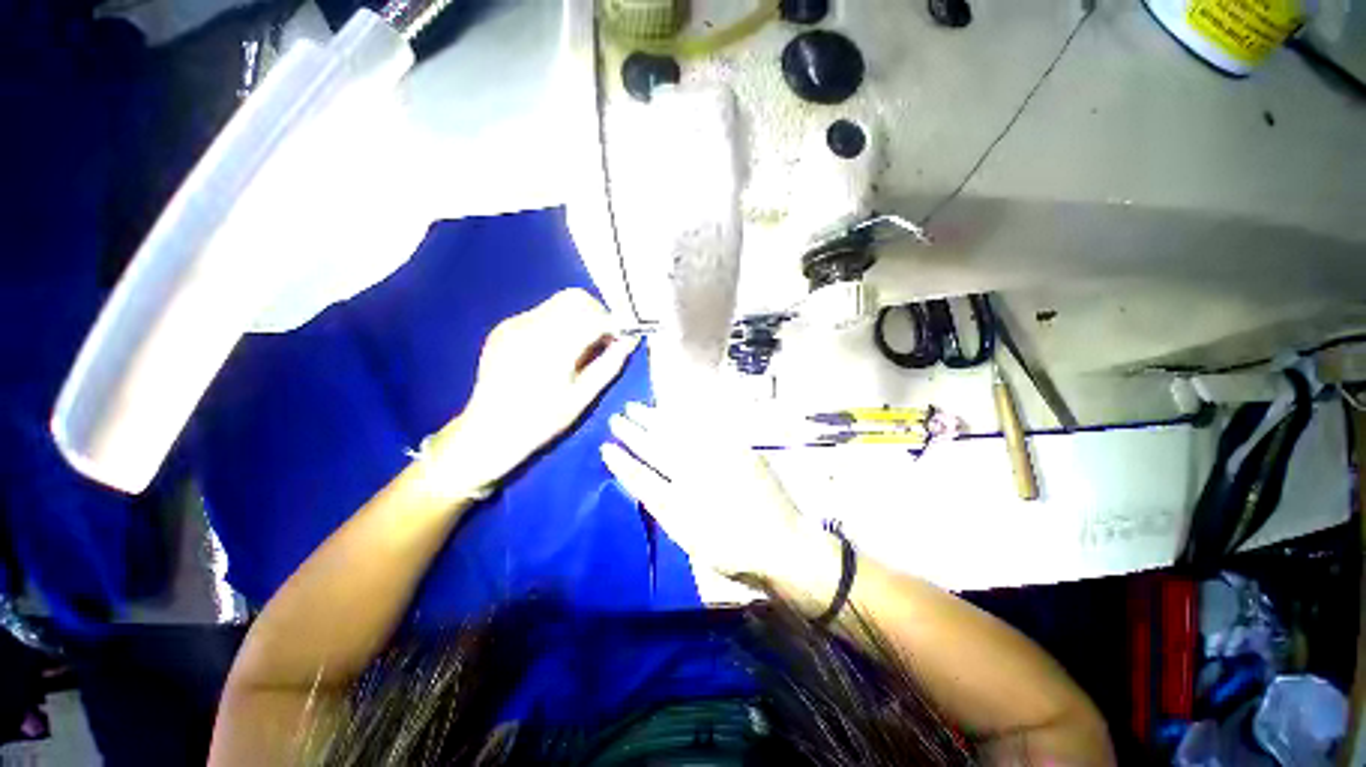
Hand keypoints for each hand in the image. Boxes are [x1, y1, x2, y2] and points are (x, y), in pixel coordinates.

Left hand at [431, 289, 635, 491]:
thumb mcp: (582, 397)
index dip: (613, 323)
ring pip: (557, 303)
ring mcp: (514, 325)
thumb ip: (609, 365)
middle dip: (596, 314)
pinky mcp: (504, 328)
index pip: (593, 316)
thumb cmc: (541, 420)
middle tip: (603, 340)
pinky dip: (558, 324)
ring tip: (580, 347)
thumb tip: (630, 341)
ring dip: (578, 317)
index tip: (622, 337)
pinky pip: (540, 314)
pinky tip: (555, 350)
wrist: (489, 431)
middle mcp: (531, 327)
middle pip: (575, 298)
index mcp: (552, 347)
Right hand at [602, 400, 840, 601]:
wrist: (783, 544)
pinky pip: (705, 426)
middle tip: (618, 416)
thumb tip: (644, 486)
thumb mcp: (692, 540)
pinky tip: (675, 408)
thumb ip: (666, 509)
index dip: (624, 461)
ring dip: (656, 418)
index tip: (605, 447)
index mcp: (681, 501)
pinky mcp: (735, 448)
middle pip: (658, 446)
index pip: (643, 476)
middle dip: (635, 431)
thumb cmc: (734, 550)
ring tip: (638, 407)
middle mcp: (696, 472)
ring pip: (678, 432)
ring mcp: (717, 457)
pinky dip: (686, 416)